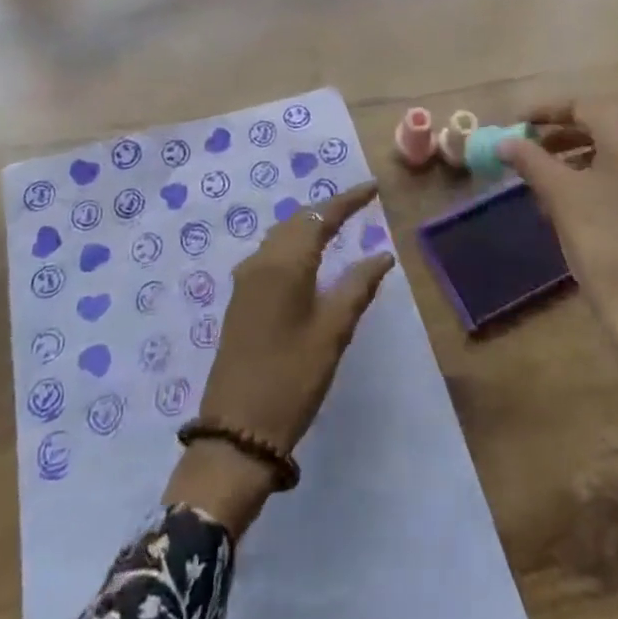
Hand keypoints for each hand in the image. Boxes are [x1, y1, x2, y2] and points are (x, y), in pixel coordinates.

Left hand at [163, 182, 396, 533]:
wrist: (236, 431)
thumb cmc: (292, 378)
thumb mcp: (333, 332)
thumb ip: (357, 287)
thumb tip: (381, 256)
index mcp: (285, 263)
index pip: (321, 216)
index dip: (348, 200)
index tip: (373, 187)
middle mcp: (261, 261)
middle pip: (298, 220)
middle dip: (328, 209)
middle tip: (359, 204)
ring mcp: (246, 280)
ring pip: (282, 235)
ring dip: (309, 225)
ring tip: (338, 224)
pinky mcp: (241, 299)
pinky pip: (271, 254)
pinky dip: (294, 244)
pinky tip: (308, 257)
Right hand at [499, 101, 617, 420]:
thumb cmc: (605, 248)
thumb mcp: (560, 198)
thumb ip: (531, 160)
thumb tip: (505, 140)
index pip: (585, 106)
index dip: (546, 111)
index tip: (517, 124)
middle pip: (603, 128)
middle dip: (561, 136)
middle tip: (528, 150)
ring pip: (616, 157)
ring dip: (578, 160)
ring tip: (545, 182)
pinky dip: (599, 182)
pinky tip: (576, 209)